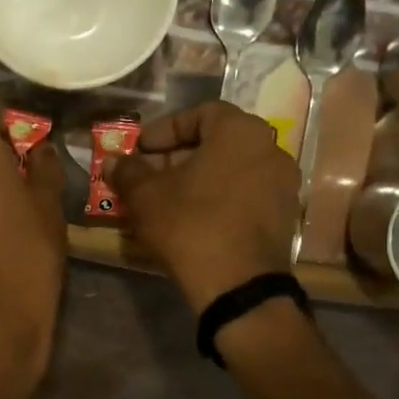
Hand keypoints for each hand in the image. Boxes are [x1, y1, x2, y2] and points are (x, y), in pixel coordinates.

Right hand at [108, 102, 300, 312]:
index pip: (200, 114)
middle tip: (149, 175)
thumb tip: (113, 161)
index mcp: (241, 132)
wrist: (238, 285)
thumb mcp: (146, 196)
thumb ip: (128, 172)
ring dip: (199, 179)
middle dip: (179, 156)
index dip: (165, 129)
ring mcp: (284, 185)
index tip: (141, 149)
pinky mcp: (285, 217)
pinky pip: (246, 196)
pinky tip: (194, 219)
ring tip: (167, 199)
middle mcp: (271, 149)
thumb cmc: (190, 225)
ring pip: (232, 171)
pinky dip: (219, 199)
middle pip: (218, 142)